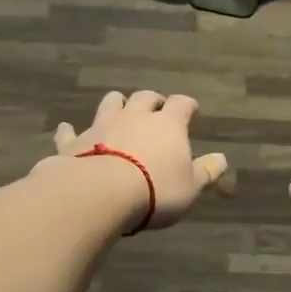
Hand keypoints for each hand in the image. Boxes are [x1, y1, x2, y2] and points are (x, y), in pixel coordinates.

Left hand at [36, 89, 229, 231]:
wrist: (100, 193)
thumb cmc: (155, 191)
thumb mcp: (190, 187)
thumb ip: (206, 172)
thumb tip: (223, 159)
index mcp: (167, 124)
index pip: (181, 105)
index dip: (187, 105)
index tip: (190, 109)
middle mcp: (135, 116)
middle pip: (145, 98)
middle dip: (152, 101)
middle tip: (156, 108)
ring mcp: (102, 125)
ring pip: (111, 103)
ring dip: (117, 104)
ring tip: (119, 110)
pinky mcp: (75, 141)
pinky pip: (71, 131)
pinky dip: (71, 130)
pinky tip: (68, 130)